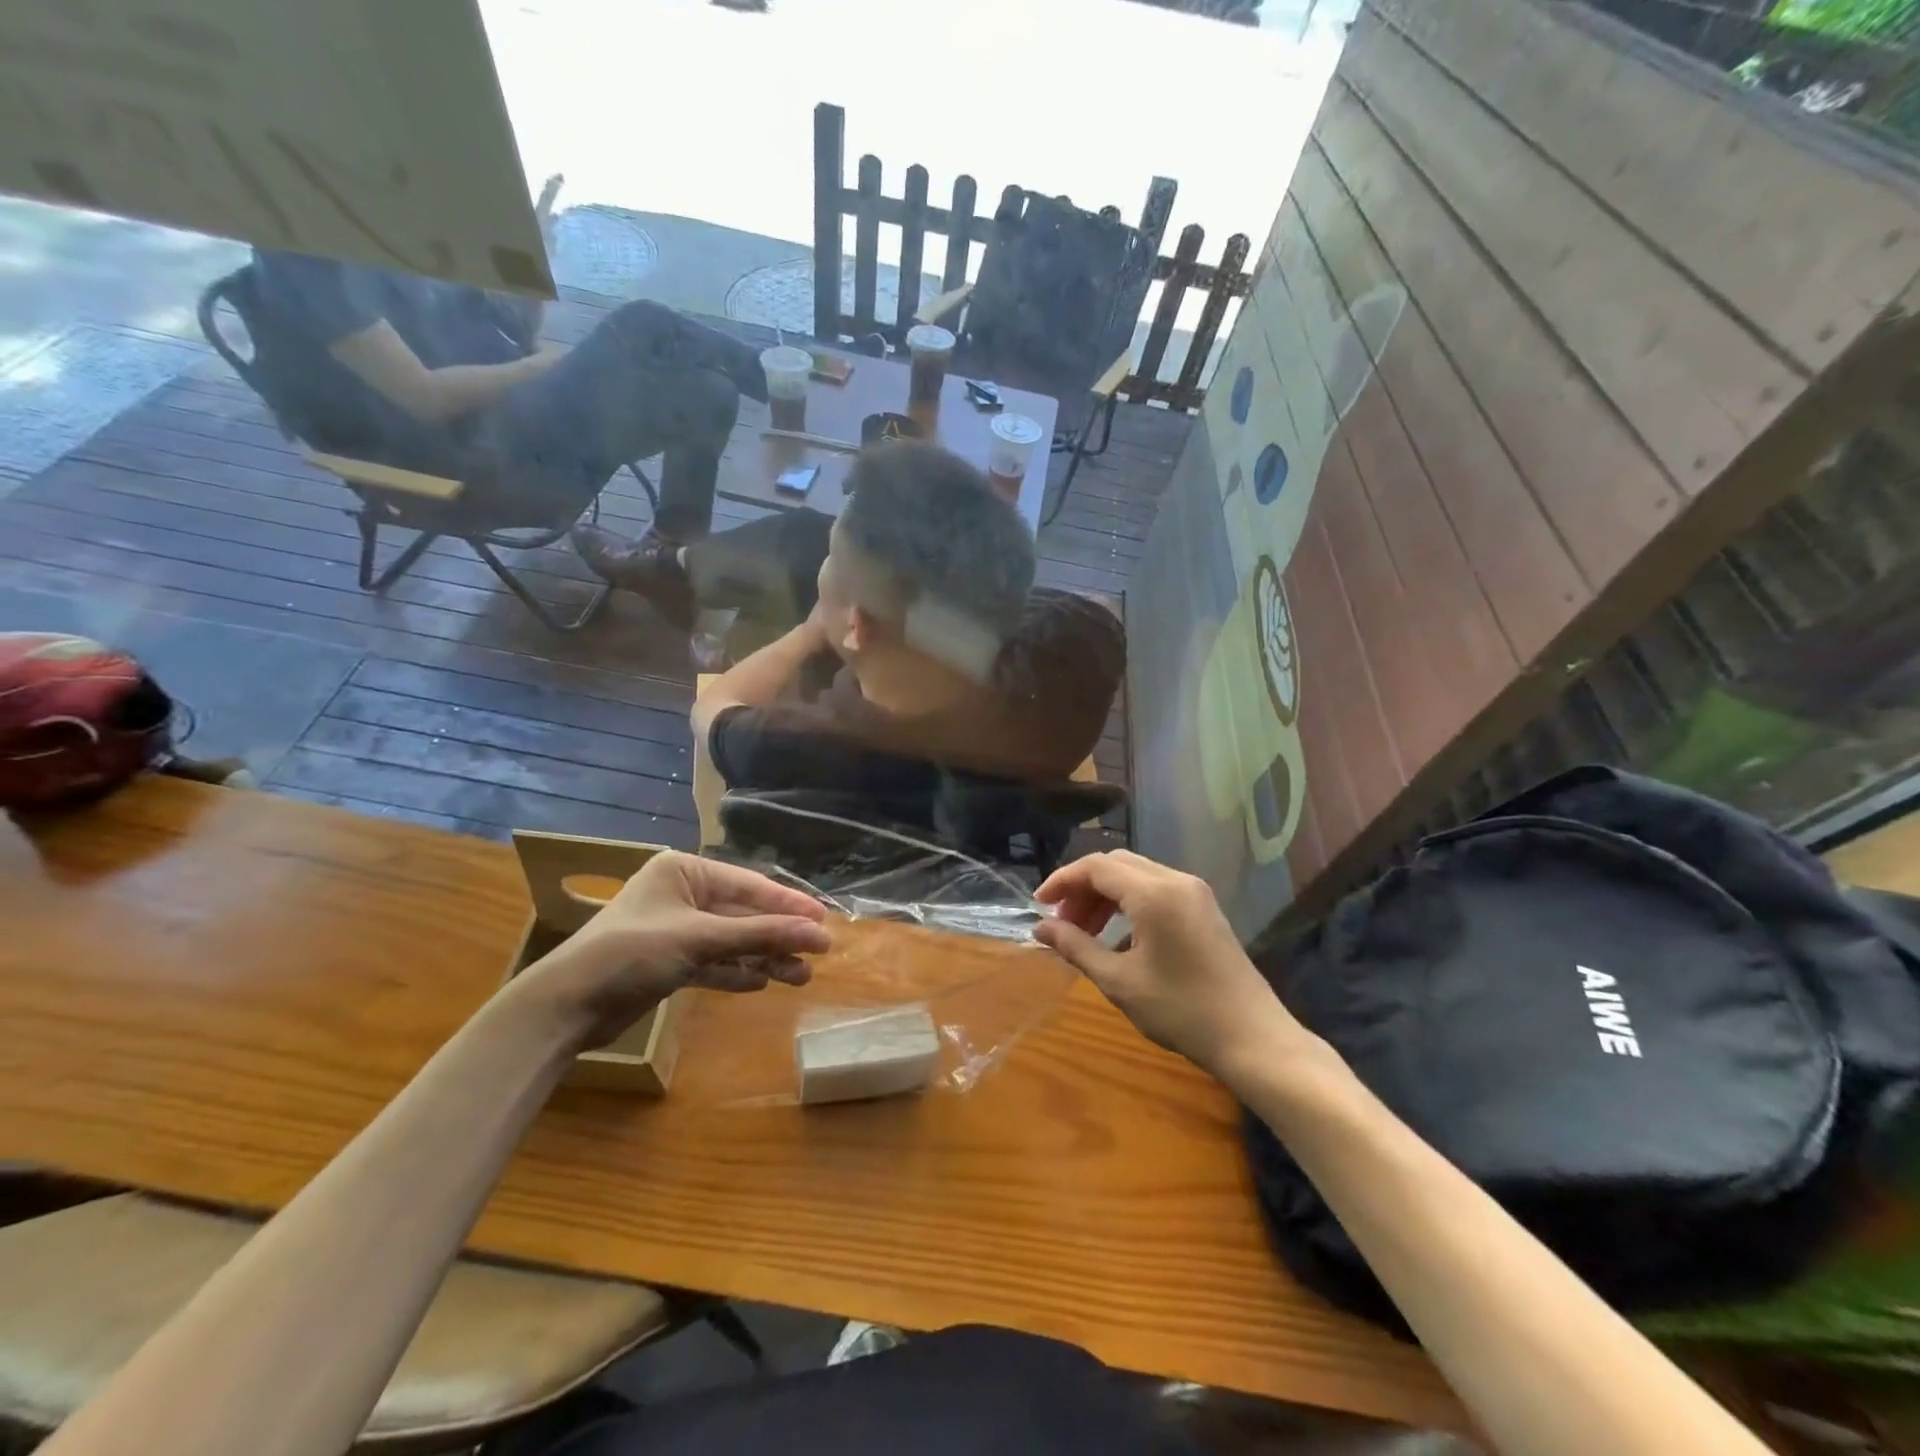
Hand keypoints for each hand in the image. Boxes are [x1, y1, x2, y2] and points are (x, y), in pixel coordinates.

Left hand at [515, 852, 830, 1049]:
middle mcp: (682, 894)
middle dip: (777, 936)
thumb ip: (760, 935)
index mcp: (684, 870)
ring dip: (763, 958)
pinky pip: (713, 962)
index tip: (823, 920)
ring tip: (800, 977)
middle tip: (818, 953)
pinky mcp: (668, 962)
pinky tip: (762, 982)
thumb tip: (818, 933)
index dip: (787, 904)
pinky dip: (735, 972)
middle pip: (742, 914)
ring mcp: (675, 929)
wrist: (565, 1007)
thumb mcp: (700, 939)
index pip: (748, 885)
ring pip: (731, 941)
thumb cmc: (631, 954)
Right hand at [1033, 849, 1304, 1079]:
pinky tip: (1119, 938)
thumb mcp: (1119, 981)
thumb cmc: (1181, 1011)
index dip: (1062, 880)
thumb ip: (1076, 948)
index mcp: (1153, 893)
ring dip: (1105, 895)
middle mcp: (1175, 880)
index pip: (1096, 867)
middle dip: (1082, 887)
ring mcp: (1195, 892)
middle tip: (1061, 922)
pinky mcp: (1204, 908)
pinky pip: (1156, 889)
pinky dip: (1128, 903)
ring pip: (1136, 875)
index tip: (1039, 906)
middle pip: (1116, 864)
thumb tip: (1040, 928)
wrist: (1253, 1038)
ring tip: (1084, 932)